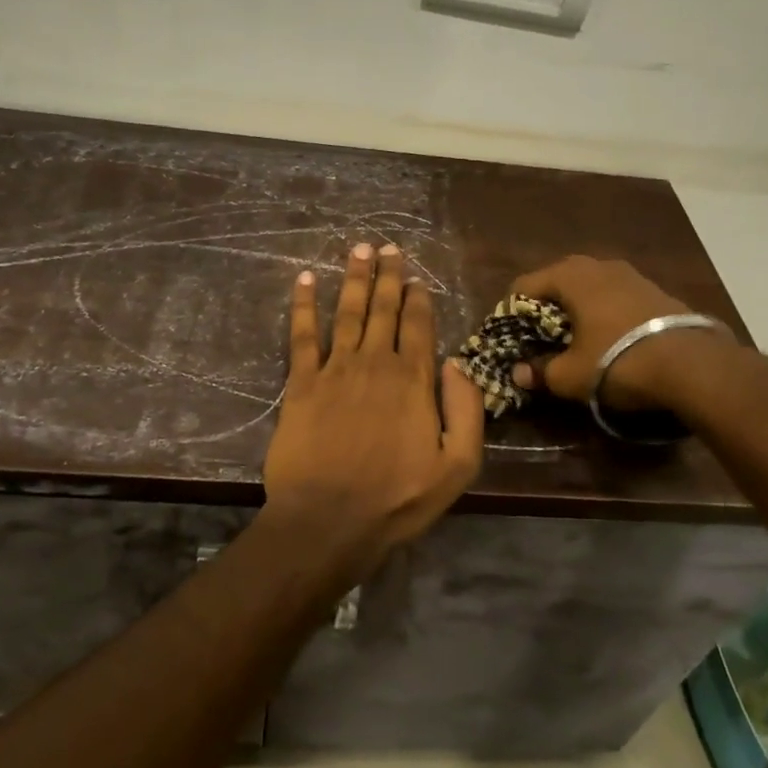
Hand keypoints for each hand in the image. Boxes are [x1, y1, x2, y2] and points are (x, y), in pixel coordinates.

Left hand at [262, 243, 484, 578]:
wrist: (329, 521)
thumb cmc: (398, 499)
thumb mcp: (458, 465)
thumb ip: (466, 409)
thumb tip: (456, 362)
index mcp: (414, 380)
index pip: (418, 326)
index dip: (418, 298)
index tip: (415, 277)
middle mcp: (375, 363)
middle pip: (383, 309)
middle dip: (387, 276)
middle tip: (386, 246)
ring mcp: (335, 370)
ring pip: (347, 312)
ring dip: (353, 278)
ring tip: (357, 249)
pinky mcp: (301, 384)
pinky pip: (302, 335)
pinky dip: (303, 305)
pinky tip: (304, 280)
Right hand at [509, 255, 737, 412]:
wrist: (693, 366)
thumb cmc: (618, 362)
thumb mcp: (570, 375)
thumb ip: (540, 371)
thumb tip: (518, 373)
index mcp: (571, 276)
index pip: (524, 286)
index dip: (510, 313)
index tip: (510, 340)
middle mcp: (599, 265)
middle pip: (557, 283)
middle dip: (544, 310)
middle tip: (538, 340)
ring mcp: (631, 275)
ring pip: (589, 289)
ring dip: (576, 311)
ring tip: (573, 341)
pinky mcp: (655, 290)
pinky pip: (614, 297)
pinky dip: (603, 314)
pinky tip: (608, 340)